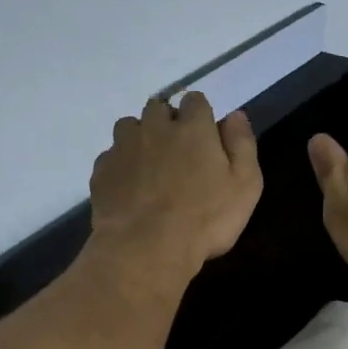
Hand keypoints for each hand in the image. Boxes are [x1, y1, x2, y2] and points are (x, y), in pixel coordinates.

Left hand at [89, 91, 262, 286]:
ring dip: (140, 139)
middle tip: (177, 154)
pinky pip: (111, 157)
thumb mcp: (245, 186)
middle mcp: (155, 128)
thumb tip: (235, 115)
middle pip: (158, 108)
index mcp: (192, 128)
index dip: (200, 116)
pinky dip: (121, 166)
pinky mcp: (102, 171)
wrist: (146, 248)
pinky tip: (129, 189)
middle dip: (167, 122)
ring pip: (129, 127)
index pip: (195, 100)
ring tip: (149, 168)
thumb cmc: (205, 219)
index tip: (205, 138)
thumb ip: (242, 145)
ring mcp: (123, 148)